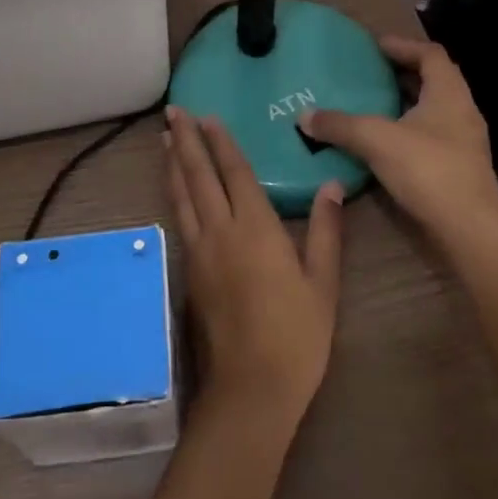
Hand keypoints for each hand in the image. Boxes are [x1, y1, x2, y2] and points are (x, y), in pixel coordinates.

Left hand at [164, 106, 343, 432]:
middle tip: (174, 111)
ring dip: (173, 164)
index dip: (221, 142)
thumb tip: (332, 185)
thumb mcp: (323, 283)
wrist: (251, 387)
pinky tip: (173, 190)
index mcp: (255, 228)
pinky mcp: (189, 272)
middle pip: (198, 176)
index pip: (234, 172)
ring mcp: (199, 252)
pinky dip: (174, 194)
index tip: (207, 116)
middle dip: (186, 141)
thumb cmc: (296, 335)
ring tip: (165, 138)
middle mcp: (220, 231)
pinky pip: (179, 220)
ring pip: (182, 196)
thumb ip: (325, 232)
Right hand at [298, 36, 497, 246]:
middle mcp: (462, 111)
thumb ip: (340, 125)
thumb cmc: (428, 169)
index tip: (376, 46)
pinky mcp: (459, 167)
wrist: (469, 228)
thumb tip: (304, 116)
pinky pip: (430, 136)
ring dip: (405, 104)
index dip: (403, 45)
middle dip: (402, 74)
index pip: (430, 54)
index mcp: (449, 93)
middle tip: (369, 73)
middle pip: (433, 80)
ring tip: (371, 105)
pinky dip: (407, 131)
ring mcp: (464, 141)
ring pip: (432, 111)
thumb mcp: (376, 140)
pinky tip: (383, 143)